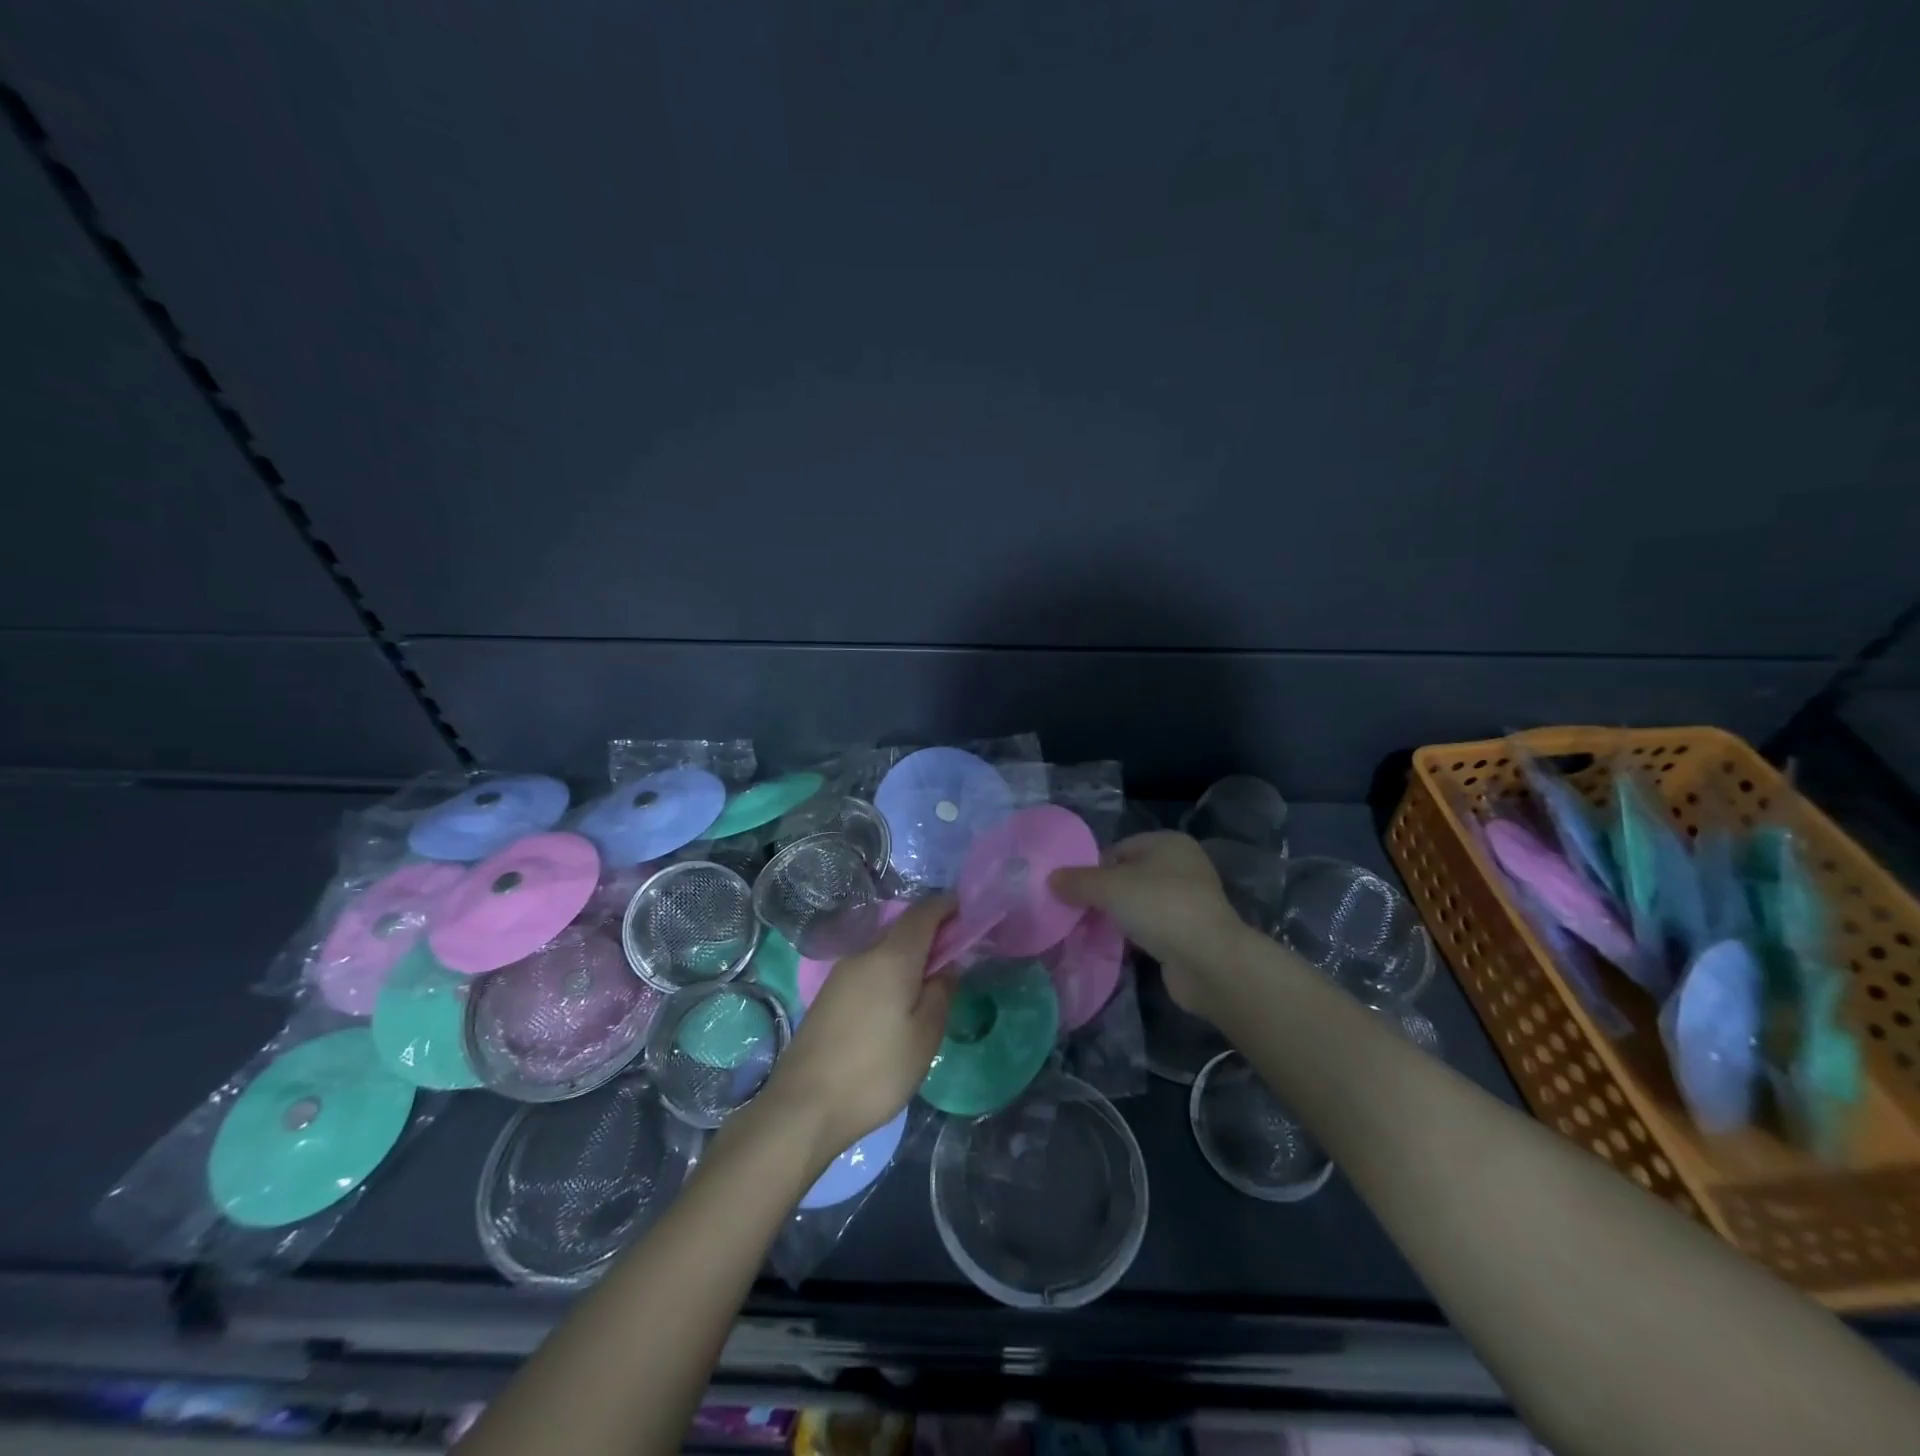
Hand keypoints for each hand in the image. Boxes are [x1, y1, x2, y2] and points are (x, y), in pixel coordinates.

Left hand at [760, 897, 955, 1168]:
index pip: (923, 912)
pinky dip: (889, 973)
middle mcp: (863, 954)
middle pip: (902, 929)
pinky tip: (897, 1003)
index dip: (947, 906)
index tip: (968, 913)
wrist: (803, 1106)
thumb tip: (947, 965)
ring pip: (883, 950)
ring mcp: (840, 974)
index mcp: (892, 957)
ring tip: (930, 984)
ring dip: (909, 956)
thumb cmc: (875, 1071)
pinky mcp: (828, 996)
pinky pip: (868, 969)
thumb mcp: (924, 1036)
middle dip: (930, 934)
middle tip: (956, 956)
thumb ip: (941, 993)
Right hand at [1050, 832, 1244, 1018]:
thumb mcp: (1110, 888)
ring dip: (1116, 917)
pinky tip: (1113, 948)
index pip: (1118, 848)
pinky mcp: (1188, 934)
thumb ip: (1078, 881)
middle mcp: (1182, 867)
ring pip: (1138, 904)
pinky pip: (1150, 929)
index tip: (1069, 890)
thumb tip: (1050, 879)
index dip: (1092, 867)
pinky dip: (1132, 936)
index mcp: (1168, 843)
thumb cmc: (1160, 907)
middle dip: (1101, 894)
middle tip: (1073, 911)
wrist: (1209, 962)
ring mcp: (1188, 902)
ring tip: (1087, 931)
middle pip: (1128, 876)